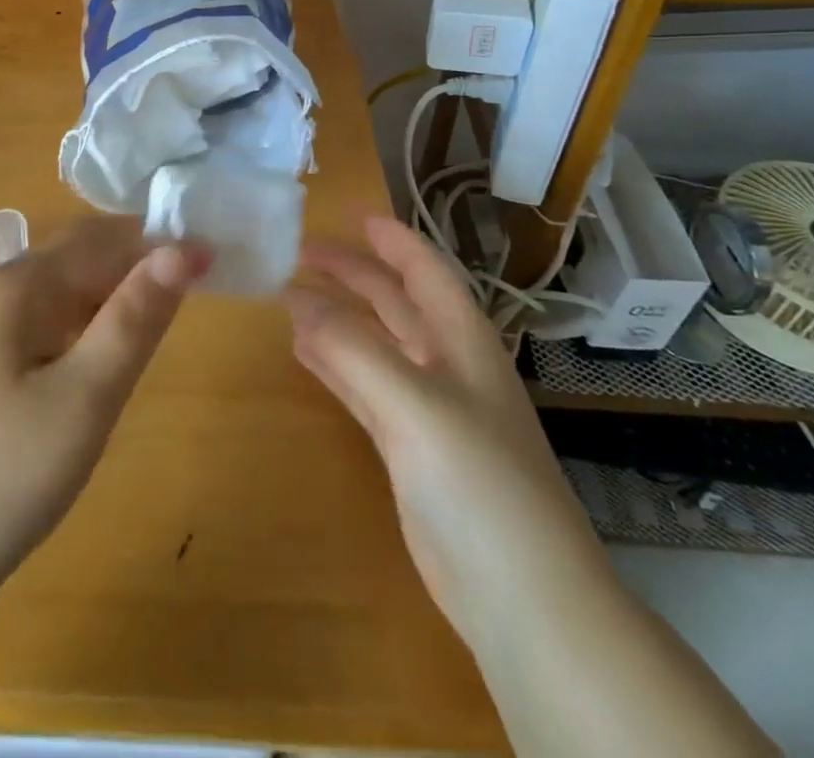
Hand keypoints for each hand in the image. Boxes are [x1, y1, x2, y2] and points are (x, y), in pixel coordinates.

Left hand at [0, 217, 208, 615]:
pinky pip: (50, 321)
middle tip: (198, 289)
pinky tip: (110, 353)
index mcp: (18, 283)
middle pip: (81, 256)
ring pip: (67, 289)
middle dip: (138, 263)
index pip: (102, 238)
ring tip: (165, 318)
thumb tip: (182, 249)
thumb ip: (135, 319)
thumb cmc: (7, 473)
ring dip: (116, 294)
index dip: (158, 243)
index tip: (214, 260)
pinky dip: (89, 324)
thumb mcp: (86, 396)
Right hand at [286, 216, 609, 638]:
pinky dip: (334, 363)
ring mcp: (427, 409)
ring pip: (375, 343)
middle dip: (352, 274)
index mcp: (462, 342)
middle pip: (394, 302)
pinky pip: (363, 386)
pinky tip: (303, 351)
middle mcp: (446, 365)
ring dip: (337, 317)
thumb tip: (298, 300)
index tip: (349, 214)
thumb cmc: (478, 481)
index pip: (426, 272)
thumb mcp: (414, 403)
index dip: (392, 239)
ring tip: (289, 294)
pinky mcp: (408, 448)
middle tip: (299, 253)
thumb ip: (353, 348)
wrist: (523, 598)